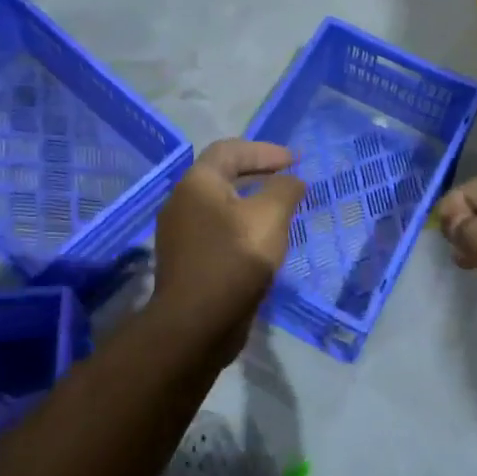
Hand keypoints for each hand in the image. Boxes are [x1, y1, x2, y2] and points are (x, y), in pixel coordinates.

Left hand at [152, 139, 305, 354]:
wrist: (196, 325)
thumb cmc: (234, 260)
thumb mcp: (270, 217)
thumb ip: (284, 189)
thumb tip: (291, 181)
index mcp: (197, 183)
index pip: (230, 150)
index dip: (265, 151)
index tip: (295, 161)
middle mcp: (182, 203)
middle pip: (223, 176)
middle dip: (259, 174)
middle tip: (289, 180)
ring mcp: (181, 235)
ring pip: (221, 206)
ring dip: (252, 203)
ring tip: (282, 211)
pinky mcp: (188, 262)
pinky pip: (219, 232)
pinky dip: (243, 227)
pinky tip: (263, 242)